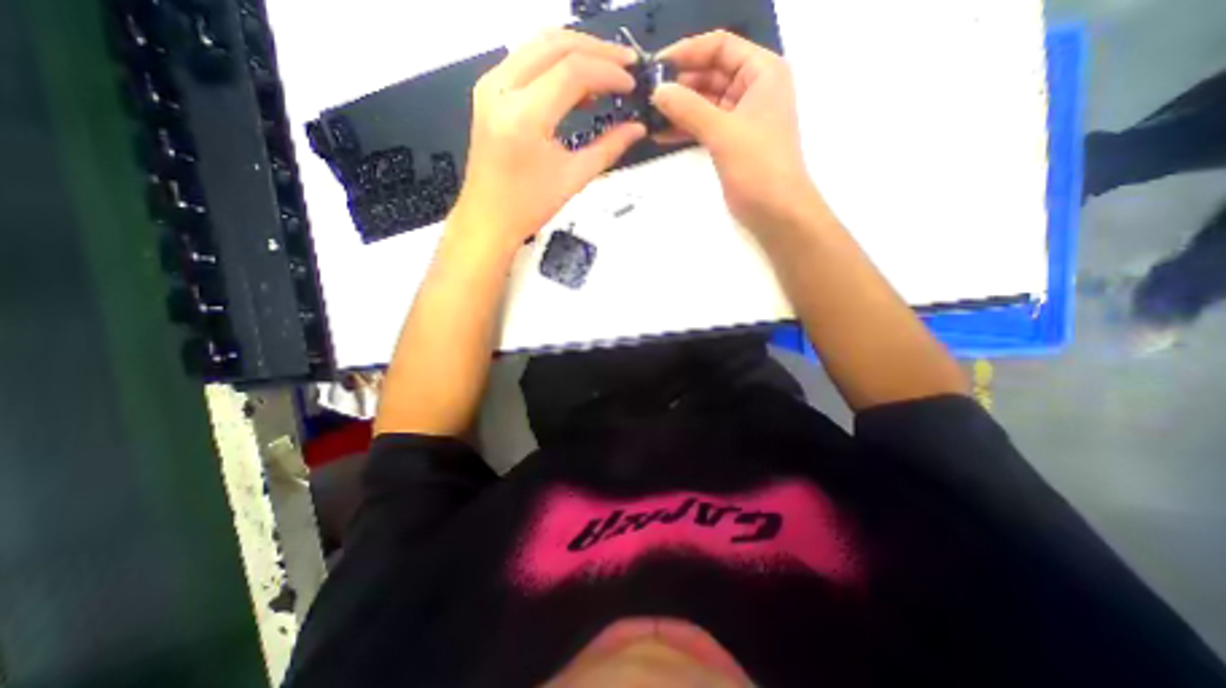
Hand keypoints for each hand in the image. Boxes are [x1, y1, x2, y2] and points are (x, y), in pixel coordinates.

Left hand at [450, 30, 650, 255]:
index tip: (631, 84)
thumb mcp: (574, 178)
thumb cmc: (528, 206)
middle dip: (596, 50)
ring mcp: (491, 86)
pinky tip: (577, 82)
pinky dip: (555, 62)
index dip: (608, 72)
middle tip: (626, 64)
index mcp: (524, 116)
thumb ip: (608, 148)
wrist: (488, 218)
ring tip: (606, 69)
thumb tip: (636, 129)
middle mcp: (501, 89)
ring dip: (576, 50)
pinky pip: (526, 59)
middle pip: (555, 45)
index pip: (573, 71)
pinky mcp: (489, 92)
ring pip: (538, 44)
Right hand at [651, 34, 821, 232]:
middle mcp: (752, 89)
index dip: (688, 52)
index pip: (720, 47)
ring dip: (678, 108)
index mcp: (762, 72)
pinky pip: (703, 126)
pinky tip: (660, 134)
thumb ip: (689, 109)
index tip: (656, 66)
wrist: (776, 211)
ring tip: (648, 115)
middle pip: (710, 74)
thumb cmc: (759, 166)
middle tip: (646, 95)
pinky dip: (684, 128)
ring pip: (704, 102)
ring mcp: (740, 118)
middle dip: (679, 84)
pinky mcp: (730, 142)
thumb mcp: (723, 132)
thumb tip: (657, 91)